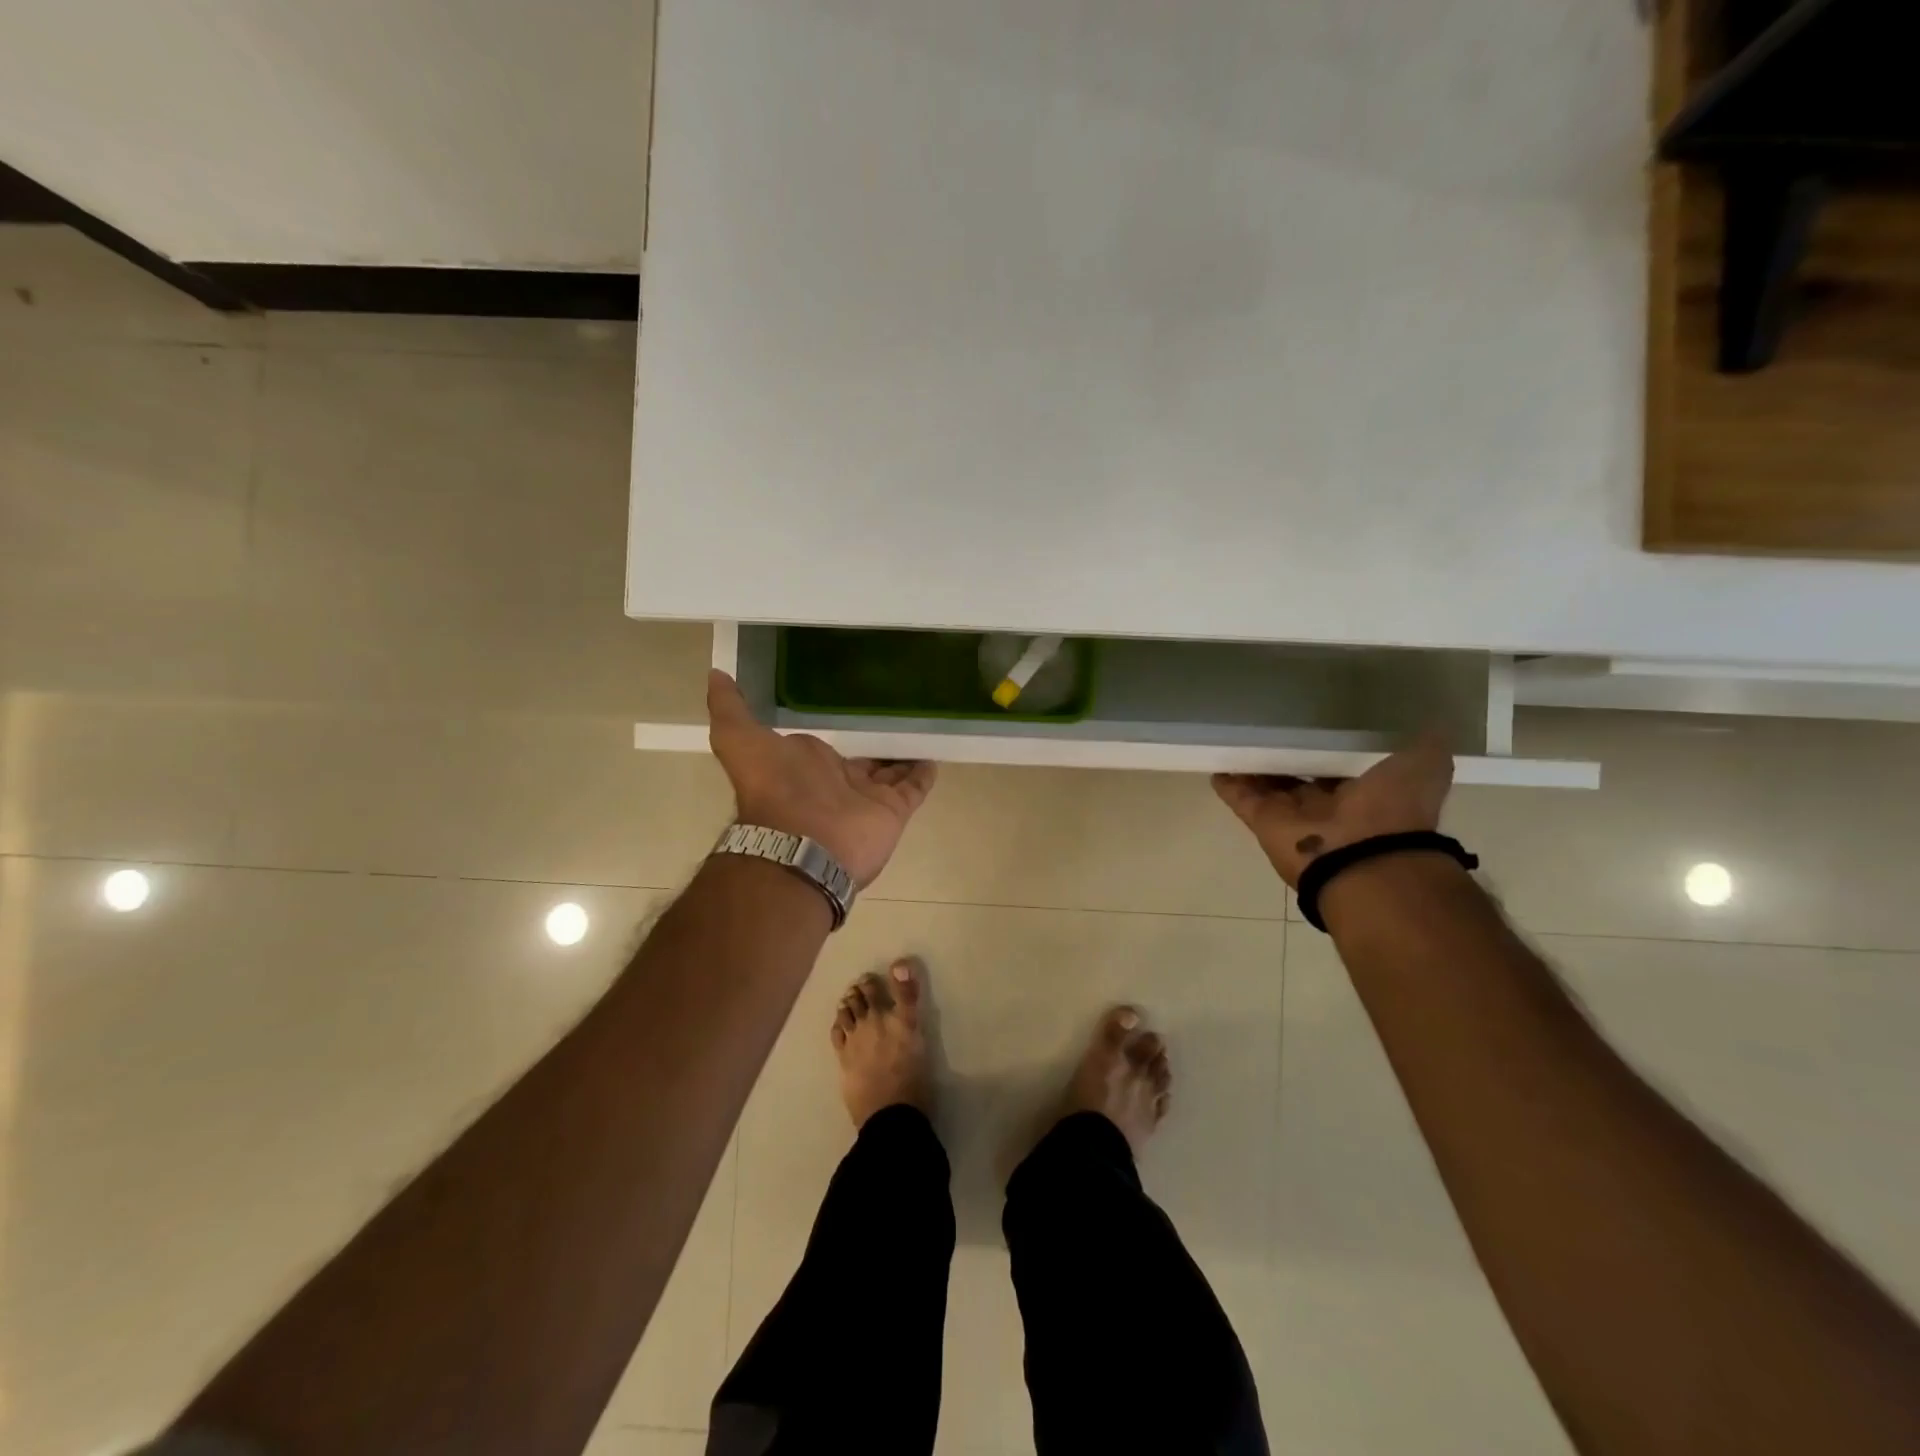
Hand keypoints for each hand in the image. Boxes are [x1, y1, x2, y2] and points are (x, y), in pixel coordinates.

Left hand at [707, 670, 936, 886]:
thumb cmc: (774, 788)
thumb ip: (729, 709)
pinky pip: (914, 788)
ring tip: (922, 727)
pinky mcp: (893, 810)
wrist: (802, 844)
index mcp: (807, 766)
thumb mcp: (738, 740)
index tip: (855, 707)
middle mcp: (838, 782)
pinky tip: (934, 753)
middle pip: (863, 760)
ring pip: (890, 772)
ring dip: (903, 755)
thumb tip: (715, 674)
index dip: (841, 731)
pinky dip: (924, 773)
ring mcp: (868, 797)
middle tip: (898, 713)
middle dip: (877, 744)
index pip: (829, 747)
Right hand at [1212, 734, 1454, 887]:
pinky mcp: (1262, 820)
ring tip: (1238, 734)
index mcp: (1367, 791)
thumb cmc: (1396, 809)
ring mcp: (1292, 814)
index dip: (1330, 743)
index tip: (1316, 718)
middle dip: (1288, 753)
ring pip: (1268, 783)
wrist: (1364, 859)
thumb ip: (1425, 741)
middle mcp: (1328, 804)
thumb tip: (1433, 715)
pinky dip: (1228, 782)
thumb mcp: (1426, 764)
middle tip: (1270, 722)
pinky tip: (1216, 761)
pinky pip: (1240, 797)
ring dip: (1254, 764)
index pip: (1343, 762)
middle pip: (1301, 773)